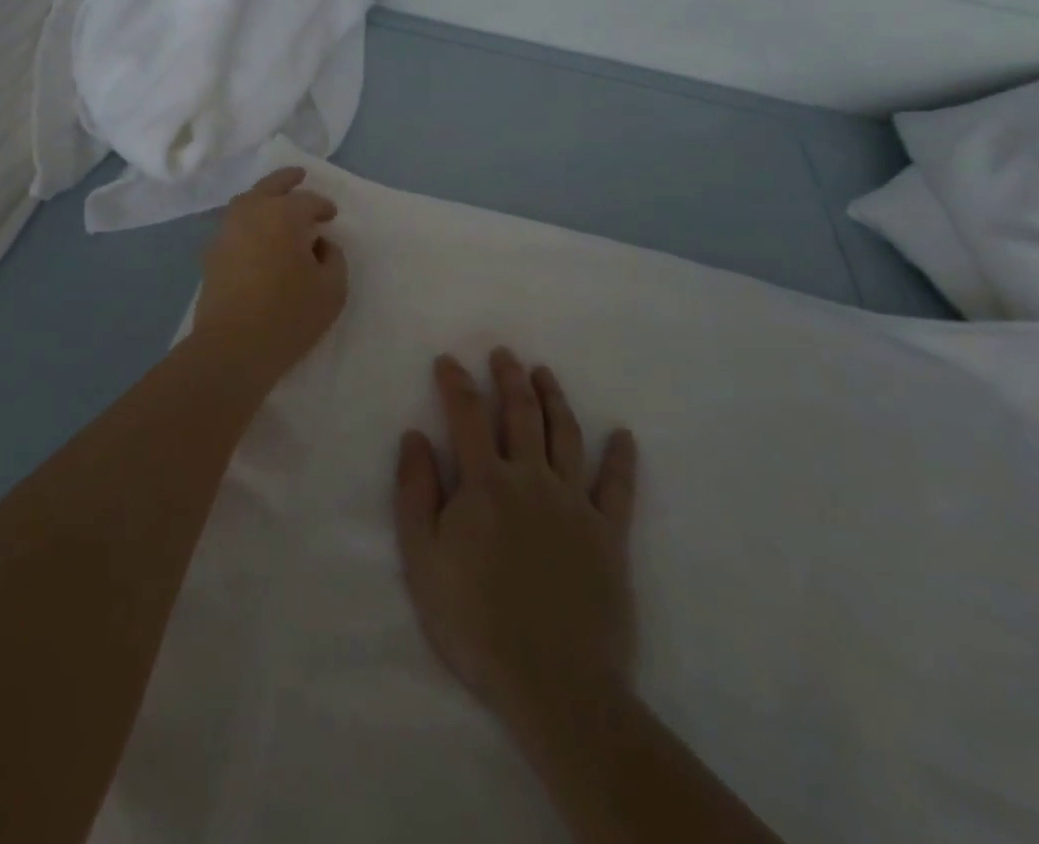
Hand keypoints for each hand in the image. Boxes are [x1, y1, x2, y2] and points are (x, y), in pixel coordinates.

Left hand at [192, 167, 347, 380]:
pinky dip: (248, 222)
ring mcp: (226, 231)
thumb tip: (320, 244)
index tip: (331, 216)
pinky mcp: (212, 254)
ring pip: (246, 202)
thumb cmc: (289, 315)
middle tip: (299, 176)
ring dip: (264, 198)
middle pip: (270, 186)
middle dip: (287, 179)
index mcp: (283, 214)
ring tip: (277, 206)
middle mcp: (251, 212)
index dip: (322, 206)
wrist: (232, 346)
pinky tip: (257, 237)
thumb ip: (333, 258)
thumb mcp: (332, 289)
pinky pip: (234, 225)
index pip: (308, 200)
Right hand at [394, 349, 638, 753]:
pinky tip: (624, 435)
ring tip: (545, 373)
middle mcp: (531, 479)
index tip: (448, 360)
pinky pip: (619, 487)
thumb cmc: (476, 621)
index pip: (467, 414)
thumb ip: (416, 492)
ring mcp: (575, 504)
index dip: (456, 382)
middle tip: (504, 354)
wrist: (554, 684)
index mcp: (485, 482)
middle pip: (522, 413)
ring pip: (566, 435)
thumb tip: (414, 436)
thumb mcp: (423, 559)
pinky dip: (621, 458)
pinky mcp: (609, 535)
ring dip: (555, 398)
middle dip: (510, 377)